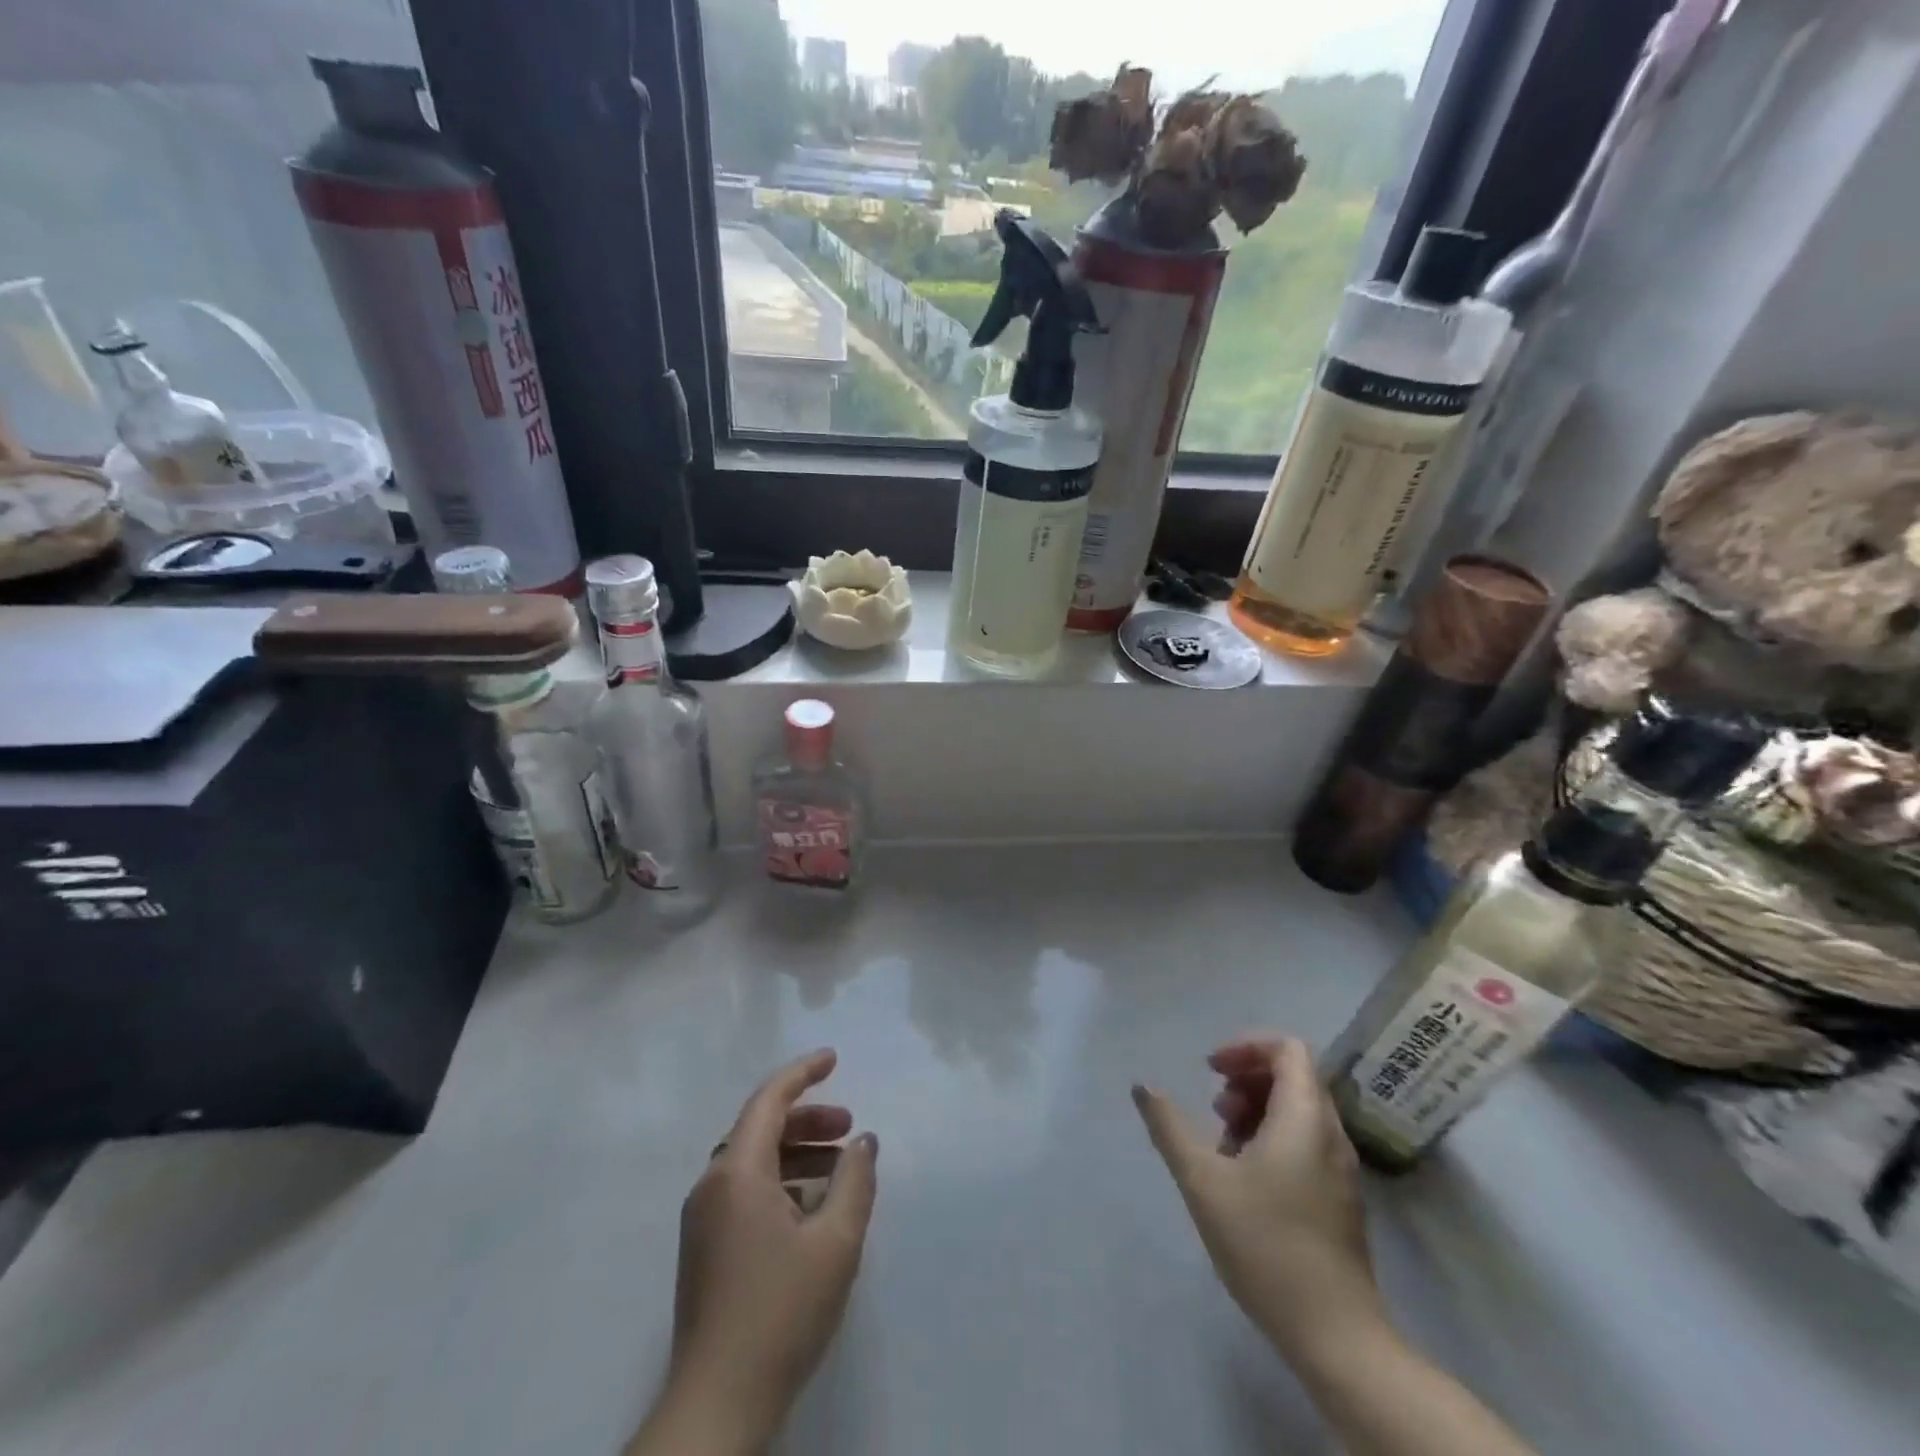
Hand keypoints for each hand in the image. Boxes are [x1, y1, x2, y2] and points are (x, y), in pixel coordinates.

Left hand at [654, 1049, 878, 1451]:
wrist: (717, 1407)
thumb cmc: (780, 1312)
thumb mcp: (836, 1241)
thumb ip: (855, 1181)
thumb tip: (863, 1143)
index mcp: (736, 1172)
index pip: (769, 1099)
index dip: (803, 1073)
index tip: (834, 1058)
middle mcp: (712, 1186)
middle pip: (760, 1129)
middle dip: (808, 1120)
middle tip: (849, 1128)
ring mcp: (703, 1221)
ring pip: (754, 1163)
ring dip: (797, 1154)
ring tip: (840, 1172)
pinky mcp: (705, 1251)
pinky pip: (746, 1193)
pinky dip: (782, 1184)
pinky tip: (813, 1211)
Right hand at [1132, 1035, 1384, 1362]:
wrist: (1336, 1337)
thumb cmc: (1265, 1245)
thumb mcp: (1203, 1180)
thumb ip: (1169, 1127)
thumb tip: (1142, 1085)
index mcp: (1305, 1118)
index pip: (1288, 1049)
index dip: (1246, 1046)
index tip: (1211, 1071)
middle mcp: (1330, 1134)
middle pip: (1293, 1077)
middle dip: (1247, 1080)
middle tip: (1215, 1112)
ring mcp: (1341, 1169)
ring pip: (1299, 1111)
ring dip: (1257, 1111)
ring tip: (1223, 1148)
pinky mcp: (1340, 1198)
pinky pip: (1306, 1142)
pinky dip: (1273, 1138)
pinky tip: (1245, 1179)